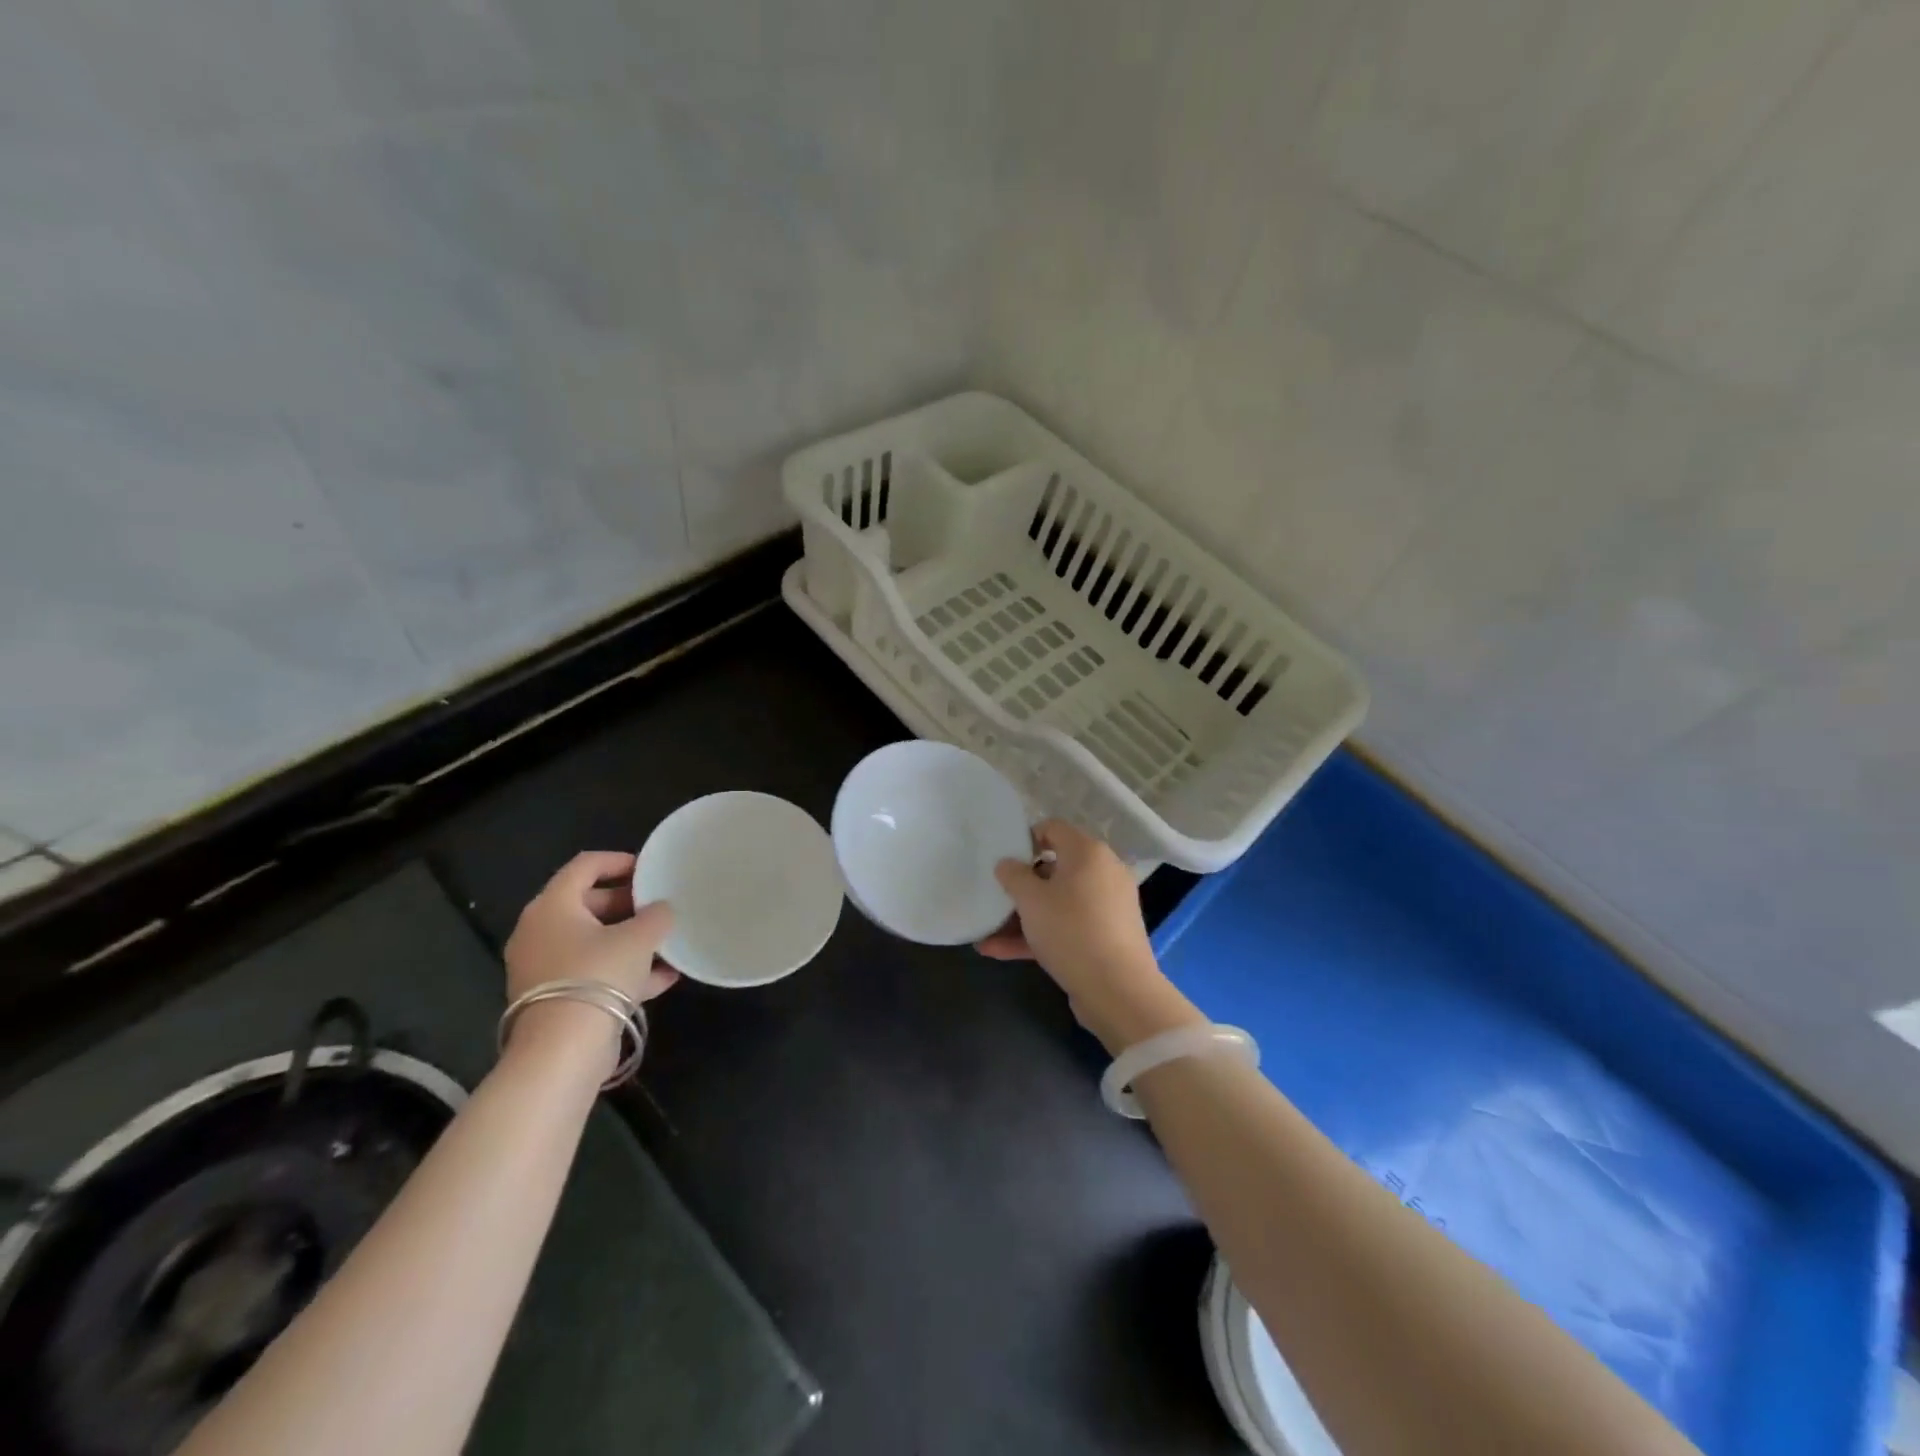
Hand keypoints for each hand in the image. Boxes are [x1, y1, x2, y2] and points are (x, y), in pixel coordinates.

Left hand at [504, 852, 678, 1057]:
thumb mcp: (639, 938)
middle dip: (627, 904)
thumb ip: (656, 916)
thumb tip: (662, 910)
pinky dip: (623, 969)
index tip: (649, 869)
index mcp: (552, 906)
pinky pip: (592, 971)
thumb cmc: (598, 975)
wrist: (563, 1049)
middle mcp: (539, 932)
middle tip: (659, 906)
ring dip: (629, 940)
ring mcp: (544, 968)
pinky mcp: (554, 998)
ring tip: (667, 943)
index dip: (618, 861)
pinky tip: (663, 978)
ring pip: (592, 941)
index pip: (584, 866)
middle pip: (587, 904)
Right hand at [976, 820, 1199, 1051]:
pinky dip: (1038, 935)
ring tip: (987, 930)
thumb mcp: (1030, 900)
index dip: (1025, 838)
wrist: (1118, 990)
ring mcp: (1106, 906)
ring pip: (1057, 902)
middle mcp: (1102, 872)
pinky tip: (999, 951)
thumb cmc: (1071, 930)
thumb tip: (1007, 863)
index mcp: (1088, 852)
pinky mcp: (1104, 936)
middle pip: (1055, 867)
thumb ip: (1013, 875)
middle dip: (1021, 883)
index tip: (1002, 858)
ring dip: (1023, 915)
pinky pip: (1066, 926)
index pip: (1053, 828)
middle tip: (995, 894)